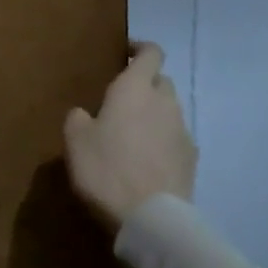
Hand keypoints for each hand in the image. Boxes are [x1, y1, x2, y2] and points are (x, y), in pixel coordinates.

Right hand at [63, 42, 196, 229]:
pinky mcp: (192, 158)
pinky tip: (146, 161)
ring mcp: (182, 130)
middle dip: (145, 85)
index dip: (140, 50)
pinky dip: (162, 142)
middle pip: (161, 81)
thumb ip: (78, 118)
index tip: (126, 54)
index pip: (151, 53)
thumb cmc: (106, 170)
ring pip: (169, 111)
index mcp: (135, 89)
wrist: (150, 217)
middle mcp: (164, 102)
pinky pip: (175, 139)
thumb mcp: (75, 141)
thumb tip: (85, 113)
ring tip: (131, 136)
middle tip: (121, 102)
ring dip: (153, 116)